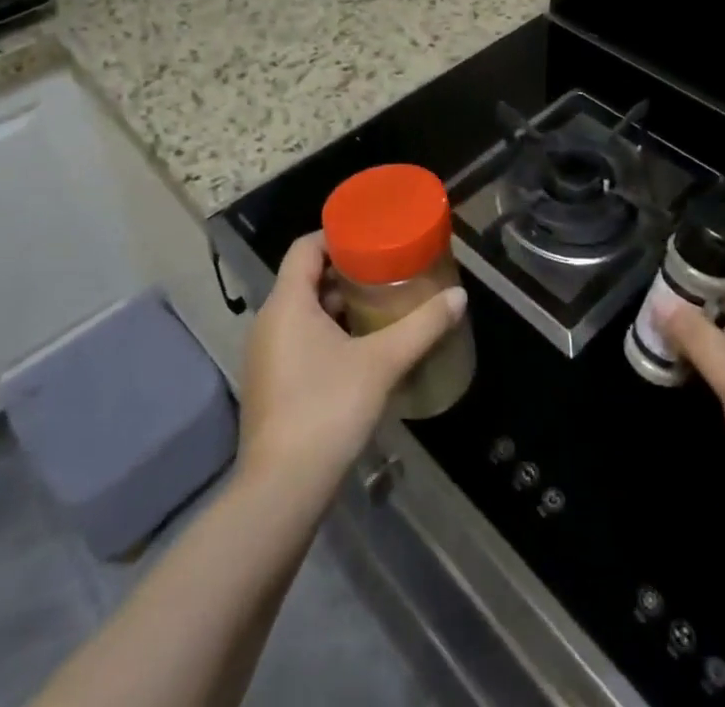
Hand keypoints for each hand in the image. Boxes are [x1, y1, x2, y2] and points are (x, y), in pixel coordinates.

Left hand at [238, 232, 465, 502]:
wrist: (282, 490)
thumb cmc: (327, 409)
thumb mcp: (382, 362)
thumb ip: (422, 326)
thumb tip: (459, 295)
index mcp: (287, 303)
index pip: (305, 248)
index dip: (336, 235)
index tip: (371, 235)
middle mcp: (269, 321)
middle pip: (305, 278)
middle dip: (345, 272)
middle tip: (385, 270)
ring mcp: (266, 355)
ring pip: (302, 311)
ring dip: (337, 304)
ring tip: (379, 304)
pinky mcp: (270, 383)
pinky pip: (298, 339)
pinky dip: (326, 332)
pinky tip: (359, 348)